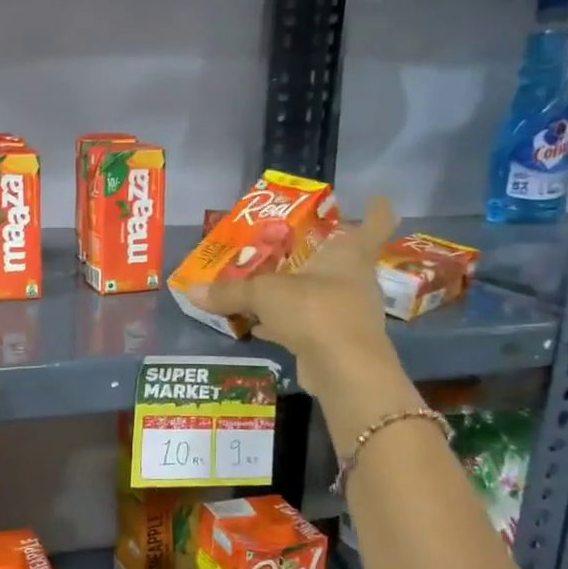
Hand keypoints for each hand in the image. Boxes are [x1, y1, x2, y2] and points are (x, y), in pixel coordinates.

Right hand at [190, 195, 405, 403]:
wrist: (344, 369)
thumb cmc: (315, 310)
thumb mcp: (264, 294)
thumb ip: (230, 292)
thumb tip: (192, 291)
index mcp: (350, 255)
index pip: (376, 223)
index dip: (375, 209)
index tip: (371, 199)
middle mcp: (355, 280)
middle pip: (342, 260)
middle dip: (317, 253)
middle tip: (287, 245)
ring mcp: (348, 313)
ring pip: (321, 294)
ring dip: (298, 291)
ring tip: (266, 283)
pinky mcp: (336, 342)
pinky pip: (307, 324)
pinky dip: (285, 323)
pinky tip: (259, 325)